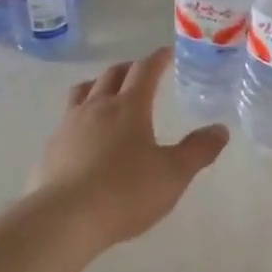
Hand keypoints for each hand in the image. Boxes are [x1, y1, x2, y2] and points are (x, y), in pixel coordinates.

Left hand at [27, 48, 228, 250]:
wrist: (65, 218)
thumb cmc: (126, 192)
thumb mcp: (173, 175)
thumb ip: (198, 150)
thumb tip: (219, 129)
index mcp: (129, 107)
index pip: (144, 70)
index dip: (157, 59)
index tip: (166, 53)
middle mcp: (96, 107)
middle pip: (111, 74)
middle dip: (129, 68)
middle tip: (141, 72)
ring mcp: (69, 125)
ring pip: (83, 91)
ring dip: (98, 85)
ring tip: (107, 93)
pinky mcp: (51, 147)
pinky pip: (67, 119)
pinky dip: (80, 115)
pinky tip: (84, 135)